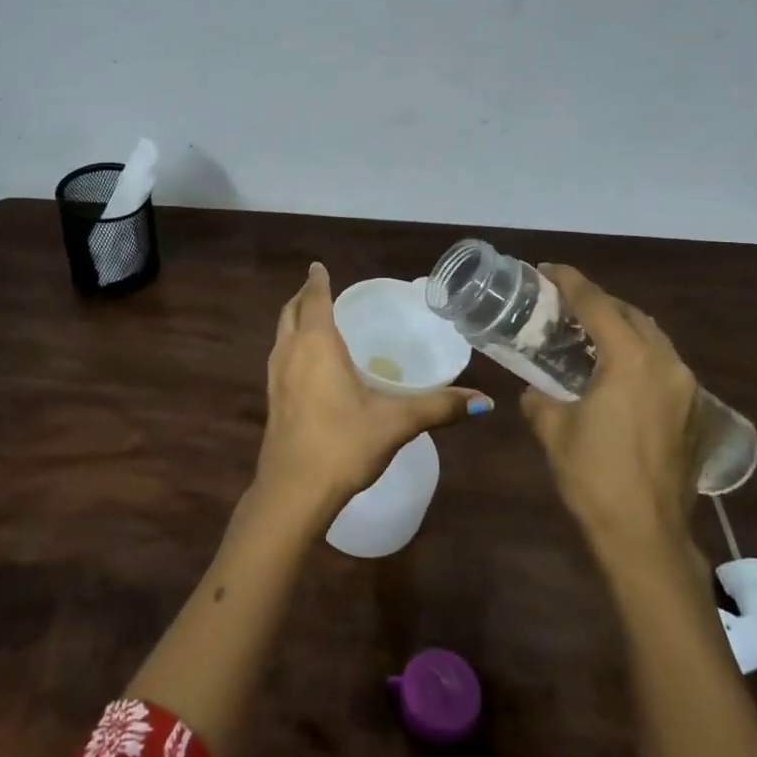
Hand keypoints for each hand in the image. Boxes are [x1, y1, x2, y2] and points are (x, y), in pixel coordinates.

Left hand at [257, 263, 492, 520]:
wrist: (293, 491)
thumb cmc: (343, 444)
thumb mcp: (396, 423)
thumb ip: (439, 407)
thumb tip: (485, 400)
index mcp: (317, 344)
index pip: (315, 300)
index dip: (318, 281)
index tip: (318, 266)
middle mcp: (290, 352)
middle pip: (291, 312)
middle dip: (304, 297)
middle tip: (321, 289)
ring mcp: (275, 376)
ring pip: (281, 334)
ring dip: (294, 320)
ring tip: (314, 319)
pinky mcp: (272, 399)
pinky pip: (280, 356)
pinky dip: (292, 344)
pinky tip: (309, 364)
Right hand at [519, 264, 700, 566]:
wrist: (646, 537)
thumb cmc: (593, 476)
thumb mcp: (552, 429)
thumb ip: (539, 397)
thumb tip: (534, 390)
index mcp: (632, 360)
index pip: (597, 304)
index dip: (569, 282)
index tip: (546, 270)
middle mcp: (667, 364)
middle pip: (631, 315)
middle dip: (598, 302)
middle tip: (564, 304)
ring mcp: (687, 390)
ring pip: (653, 339)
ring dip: (621, 328)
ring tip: (588, 334)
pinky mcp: (695, 414)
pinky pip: (664, 366)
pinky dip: (638, 356)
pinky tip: (615, 374)